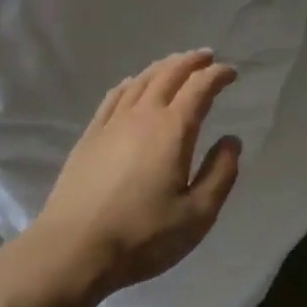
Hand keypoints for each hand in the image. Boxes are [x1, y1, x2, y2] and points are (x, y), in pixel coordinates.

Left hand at [26, 50, 241, 300]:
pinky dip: (131, 83)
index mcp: (173, 130)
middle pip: (169, 74)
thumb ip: (220, 174)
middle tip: (207, 57)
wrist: (74, 248)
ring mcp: (112, 123)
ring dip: (163, 67)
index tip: (231, 73)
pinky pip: (114, 96)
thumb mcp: (197, 215)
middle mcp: (142, 115)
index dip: (217, 75)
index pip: (199, 88)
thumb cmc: (142, 236)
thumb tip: (231, 140)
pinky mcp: (90, 135)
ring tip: (176, 65)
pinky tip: (133, 85)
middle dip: (191, 61)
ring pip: (141, 80)